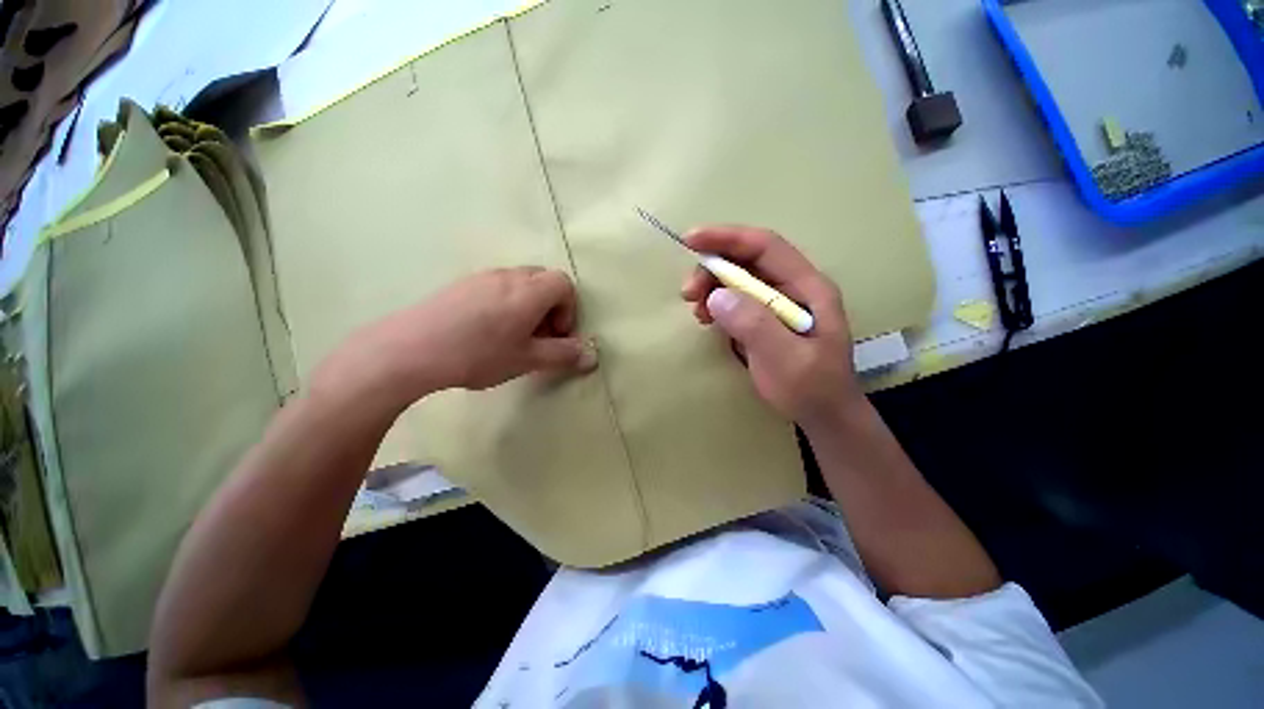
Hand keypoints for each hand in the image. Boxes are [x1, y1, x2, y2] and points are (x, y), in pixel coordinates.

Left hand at [314, 267, 595, 414]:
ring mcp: (482, 277)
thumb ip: (564, 355)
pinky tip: (486, 332)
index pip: (564, 284)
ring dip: (528, 307)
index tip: (555, 335)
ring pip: (519, 284)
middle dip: (550, 308)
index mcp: (530, 290)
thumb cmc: (478, 354)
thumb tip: (592, 356)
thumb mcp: (528, 359)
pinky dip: (505, 304)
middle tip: (538, 337)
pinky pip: (496, 287)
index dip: (568, 310)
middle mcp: (509, 276)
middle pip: (543, 281)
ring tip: (512, 337)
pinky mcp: (461, 284)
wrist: (409, 349)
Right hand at [681, 225, 860, 425]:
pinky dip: (716, 303)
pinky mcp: (764, 319)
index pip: (765, 247)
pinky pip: (735, 299)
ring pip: (738, 279)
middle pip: (747, 260)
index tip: (690, 240)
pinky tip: (706, 317)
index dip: (727, 238)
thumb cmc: (811, 389)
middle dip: (713, 268)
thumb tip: (716, 295)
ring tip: (696, 309)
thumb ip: (754, 325)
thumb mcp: (785, 360)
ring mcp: (778, 303)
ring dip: (711, 286)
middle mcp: (793, 288)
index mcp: (807, 287)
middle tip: (688, 293)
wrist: (823, 415)